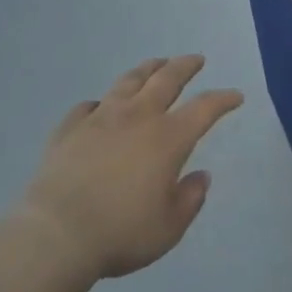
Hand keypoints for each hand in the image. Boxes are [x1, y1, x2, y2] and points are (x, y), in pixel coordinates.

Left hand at [20, 56, 242, 282]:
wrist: (56, 232)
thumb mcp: (168, 228)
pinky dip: (100, 103)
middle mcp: (137, 117)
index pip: (204, 109)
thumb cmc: (121, 232)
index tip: (236, 96)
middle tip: (196, 59)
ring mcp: (101, 117)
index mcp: (167, 138)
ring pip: (129, 81)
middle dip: (185, 66)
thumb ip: (189, 200)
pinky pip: (88, 106)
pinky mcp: (70, 128)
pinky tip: (100, 106)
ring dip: (147, 69)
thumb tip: (200, 177)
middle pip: (166, 79)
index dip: (223, 100)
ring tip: (156, 63)